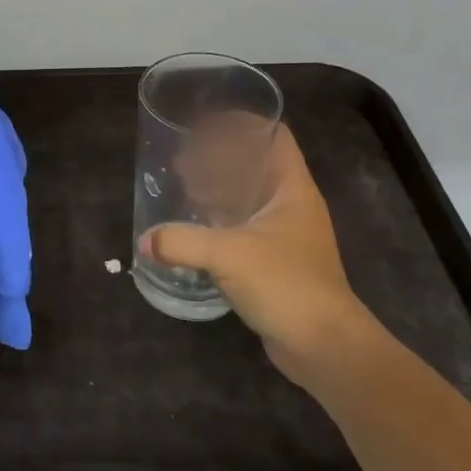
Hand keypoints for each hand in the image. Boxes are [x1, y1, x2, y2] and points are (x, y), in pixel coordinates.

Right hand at [141, 125, 378, 387]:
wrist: (325, 347)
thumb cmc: (285, 284)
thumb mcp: (228, 254)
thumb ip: (182, 241)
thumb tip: (144, 240)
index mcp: (292, 188)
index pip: (273, 135)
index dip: (241, 123)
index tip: (203, 126)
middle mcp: (292, 204)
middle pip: (256, 162)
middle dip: (219, 156)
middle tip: (182, 161)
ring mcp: (286, 234)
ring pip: (249, 195)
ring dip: (218, 188)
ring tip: (183, 189)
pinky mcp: (276, 261)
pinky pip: (244, 226)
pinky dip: (220, 220)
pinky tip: (194, 229)